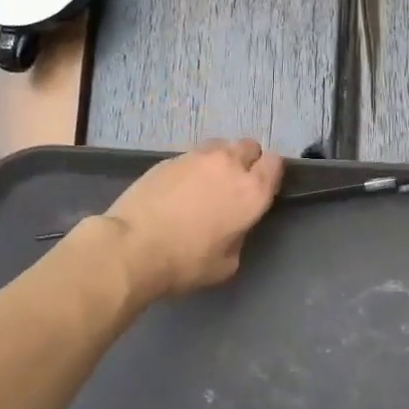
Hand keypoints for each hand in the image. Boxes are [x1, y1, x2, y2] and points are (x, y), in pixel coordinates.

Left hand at [101, 138, 284, 301]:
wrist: (133, 246)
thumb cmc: (186, 262)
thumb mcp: (227, 263)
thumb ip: (239, 234)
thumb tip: (233, 223)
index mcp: (252, 191)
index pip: (275, 163)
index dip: (269, 174)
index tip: (260, 189)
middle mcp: (229, 165)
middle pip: (249, 146)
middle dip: (247, 161)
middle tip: (233, 186)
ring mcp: (197, 157)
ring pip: (220, 146)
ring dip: (220, 160)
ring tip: (206, 182)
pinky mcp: (169, 158)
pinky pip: (192, 156)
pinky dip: (193, 167)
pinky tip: (180, 188)